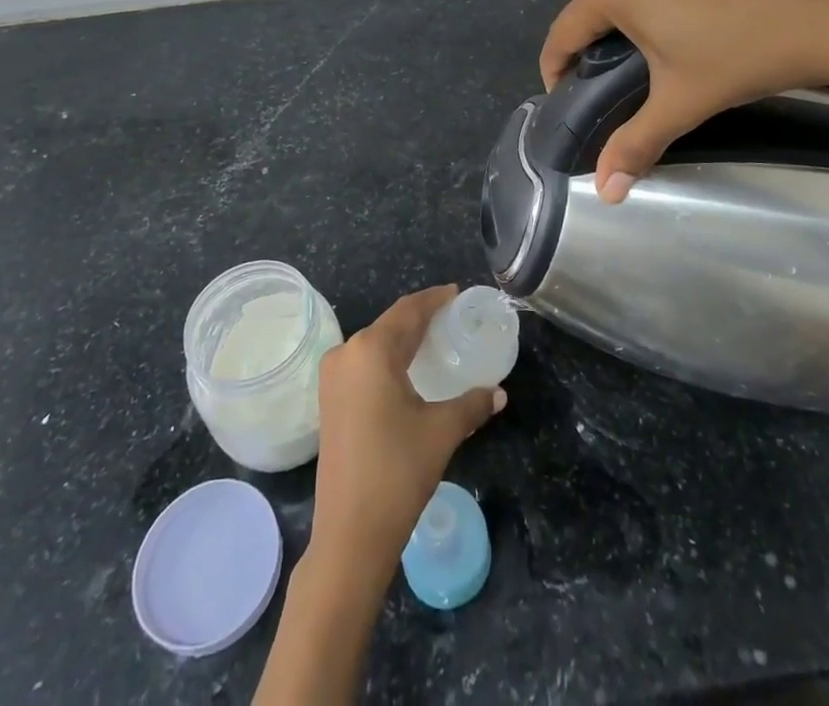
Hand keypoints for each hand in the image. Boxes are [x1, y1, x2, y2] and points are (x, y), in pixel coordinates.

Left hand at [308, 286, 505, 577]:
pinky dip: (388, 359)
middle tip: (452, 316)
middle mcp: (346, 354)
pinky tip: (409, 370)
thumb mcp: (442, 431)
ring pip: (375, 345)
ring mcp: (332, 379)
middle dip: (421, 318)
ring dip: (403, 339)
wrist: (349, 535)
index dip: (434, 299)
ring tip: (435, 339)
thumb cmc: (398, 471)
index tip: (457, 293)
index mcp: (371, 350)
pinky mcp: (329, 401)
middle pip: (390, 324)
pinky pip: (364, 364)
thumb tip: (499, 393)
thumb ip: (472, 404)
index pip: (408, 311)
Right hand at [540, 0, 828, 199]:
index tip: (565, 100)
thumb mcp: (682, 101)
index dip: (556, 71)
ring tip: (653, 63)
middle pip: (594, 9)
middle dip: (596, 49)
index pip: (563, 34)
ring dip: (629, 24)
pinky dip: (659, 3)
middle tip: (614, 90)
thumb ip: (636, 142)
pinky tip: (690, 30)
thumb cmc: (742, 52)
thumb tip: (605, 193)